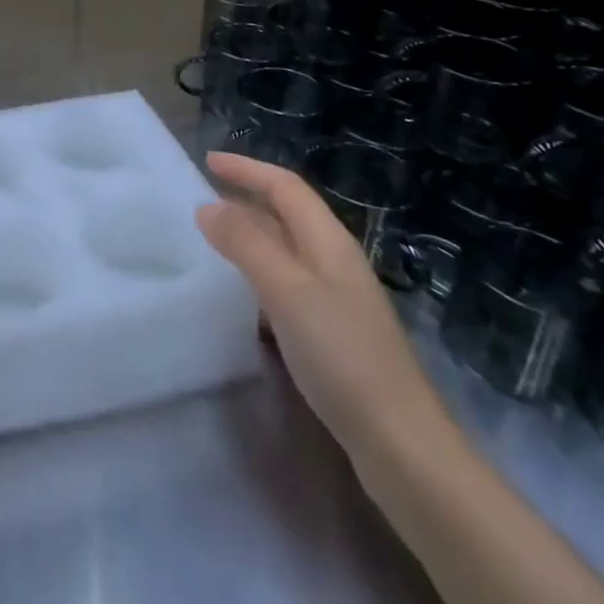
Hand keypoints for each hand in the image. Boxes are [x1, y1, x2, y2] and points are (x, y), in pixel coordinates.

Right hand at [197, 152, 449, 457]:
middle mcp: (335, 260)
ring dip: (252, 234)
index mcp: (329, 241)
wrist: (400, 442)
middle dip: (248, 197)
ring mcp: (337, 297)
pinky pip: (289, 281)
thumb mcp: (286, 290)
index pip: (285, 187)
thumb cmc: (341, 355)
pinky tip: (244, 294)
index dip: (247, 169)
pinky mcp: (334, 330)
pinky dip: (260, 271)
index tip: (207, 162)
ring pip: (287, 248)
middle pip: (288, 213)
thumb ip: (245, 244)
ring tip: (215, 239)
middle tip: (204, 199)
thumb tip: (207, 206)